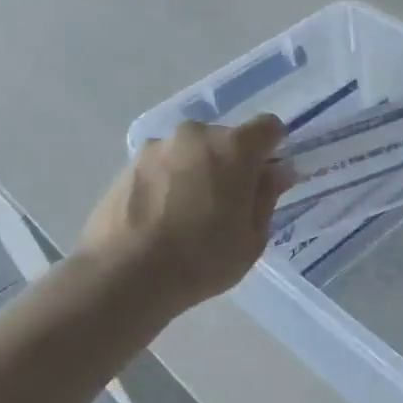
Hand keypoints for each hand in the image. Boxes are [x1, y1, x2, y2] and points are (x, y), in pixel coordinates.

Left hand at [82, 117, 293, 308]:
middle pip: (227, 139)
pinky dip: (170, 181)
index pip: (268, 127)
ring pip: (192, 152)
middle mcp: (195, 135)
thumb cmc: (202, 259)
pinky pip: (163, 165)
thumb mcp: (252, 238)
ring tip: (190, 214)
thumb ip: (267, 196)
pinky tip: (163, 218)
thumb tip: (278, 172)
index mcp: (234, 147)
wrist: (124, 275)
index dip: (274, 149)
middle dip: (234, 163)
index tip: (269, 178)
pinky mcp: (128, 164)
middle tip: (230, 204)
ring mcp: (157, 147)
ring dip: (199, 171)